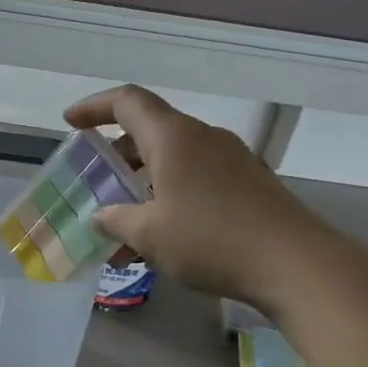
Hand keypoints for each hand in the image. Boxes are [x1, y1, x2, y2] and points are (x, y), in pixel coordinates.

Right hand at [63, 85, 333, 308]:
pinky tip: (162, 239)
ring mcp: (231, 160)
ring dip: (143, 185)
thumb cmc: (211, 239)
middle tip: (96, 182)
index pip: (127, 101)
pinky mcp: (250, 185)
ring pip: (173, 161)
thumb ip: (116, 221)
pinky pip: (196, 180)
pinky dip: (170, 198)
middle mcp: (203, 138)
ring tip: (123, 226)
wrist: (297, 264)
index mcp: (173, 137)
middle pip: (150, 132)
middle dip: (117, 156)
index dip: (94, 107)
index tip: (70, 123)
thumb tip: (103, 216)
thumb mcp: (149, 234)